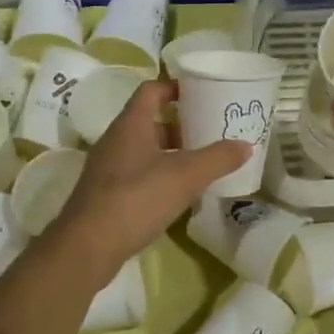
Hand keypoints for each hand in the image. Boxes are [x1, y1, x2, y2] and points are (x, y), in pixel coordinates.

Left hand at [49, 79, 248, 278]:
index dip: (175, 87)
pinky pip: (136, 174)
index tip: (200, 93)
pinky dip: (158, 176)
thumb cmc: (136, 198)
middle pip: (149, 121)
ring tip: (199, 164)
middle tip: (208, 133)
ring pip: (143, 150)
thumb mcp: (185, 176)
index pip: (151, 90)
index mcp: (130, 124)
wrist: (87, 246)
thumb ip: (217, 158)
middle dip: (179, 125)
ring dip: (170, 153)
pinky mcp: (105, 194)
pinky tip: (178, 194)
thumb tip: (246, 145)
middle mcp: (115, 139)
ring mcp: (107, 168)